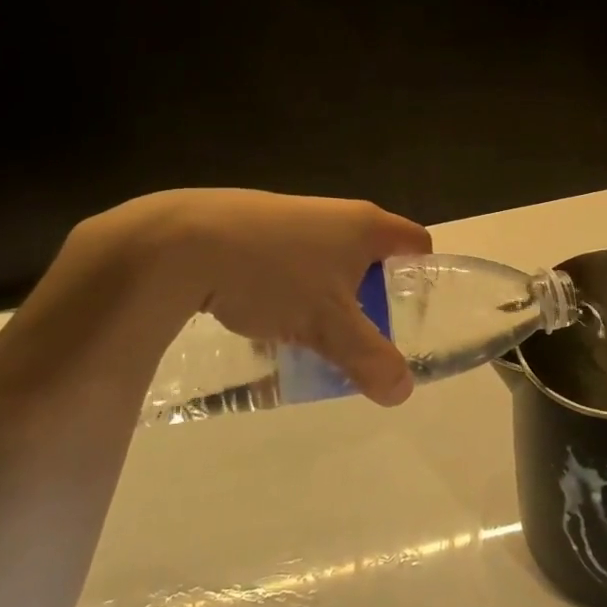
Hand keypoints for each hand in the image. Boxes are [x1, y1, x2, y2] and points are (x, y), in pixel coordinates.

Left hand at [71, 189, 431, 404]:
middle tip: (361, 337)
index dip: (423, 278)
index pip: (417, 244)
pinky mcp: (256, 228)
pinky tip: (265, 322)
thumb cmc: (274, 275)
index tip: (411, 315)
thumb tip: (402, 391)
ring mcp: (294, 217)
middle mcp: (336, 214)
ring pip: (328, 263)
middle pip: (372, 257)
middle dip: (371, 299)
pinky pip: (291, 263)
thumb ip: (370, 358)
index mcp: (367, 226)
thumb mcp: (329, 326)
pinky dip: (291, 292)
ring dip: (328, 299)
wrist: (184, 244)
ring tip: (312, 337)